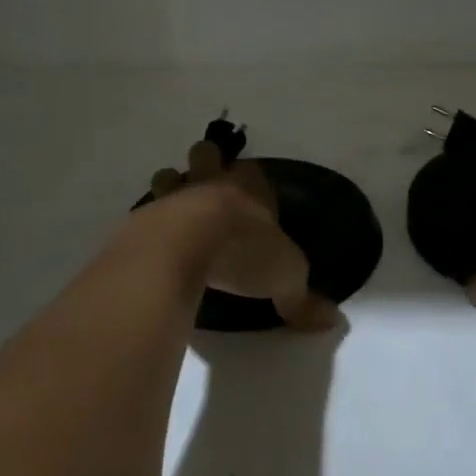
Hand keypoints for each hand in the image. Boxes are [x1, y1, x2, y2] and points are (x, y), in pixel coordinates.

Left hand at [147, 142, 338, 329]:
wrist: (182, 247)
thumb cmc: (242, 251)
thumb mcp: (285, 278)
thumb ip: (303, 298)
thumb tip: (332, 321)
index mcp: (249, 189)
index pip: (252, 170)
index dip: (251, 179)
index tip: (252, 192)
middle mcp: (211, 183)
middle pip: (206, 154)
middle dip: (207, 164)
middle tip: (209, 187)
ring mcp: (174, 196)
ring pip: (169, 175)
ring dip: (172, 187)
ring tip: (177, 211)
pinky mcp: (143, 218)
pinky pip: (146, 210)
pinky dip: (150, 221)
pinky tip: (156, 241)